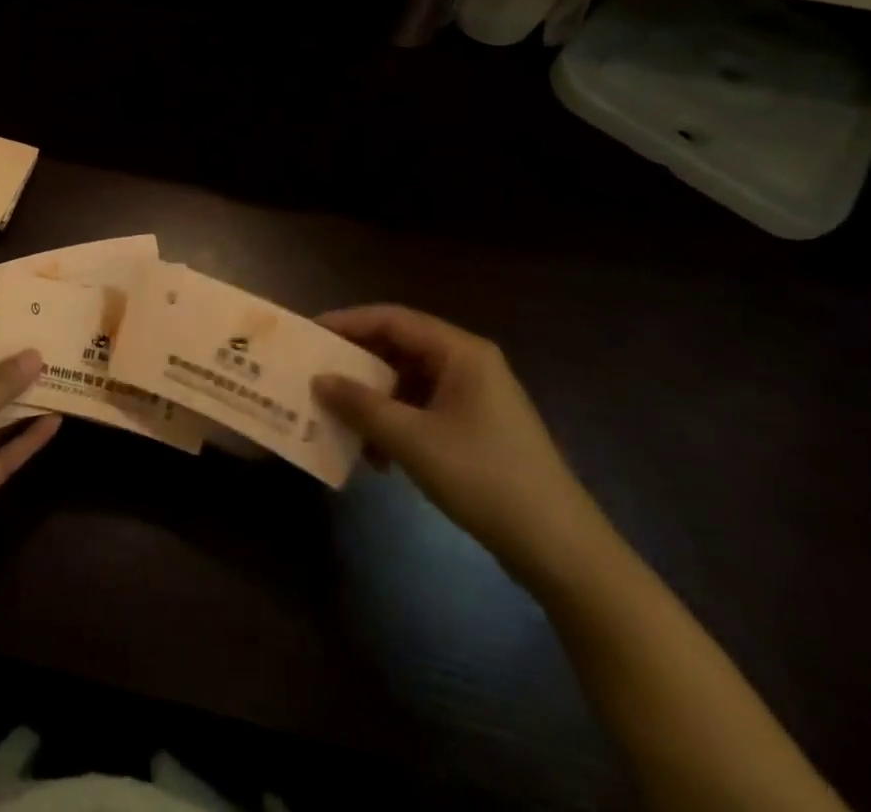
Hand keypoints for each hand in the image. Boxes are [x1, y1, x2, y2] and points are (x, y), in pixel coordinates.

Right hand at [312, 305, 602, 582]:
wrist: (561, 550)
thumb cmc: (485, 479)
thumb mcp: (413, 441)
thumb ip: (362, 405)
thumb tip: (319, 380)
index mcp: (460, 352)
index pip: (392, 319)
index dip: (347, 323)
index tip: (309, 334)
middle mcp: (468, 364)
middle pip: (400, 348)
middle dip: (357, 364)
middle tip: (316, 374)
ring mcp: (474, 398)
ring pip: (408, 382)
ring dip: (374, 400)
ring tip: (339, 419)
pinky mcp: (475, 428)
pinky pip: (422, 410)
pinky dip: (395, 424)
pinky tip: (376, 456)